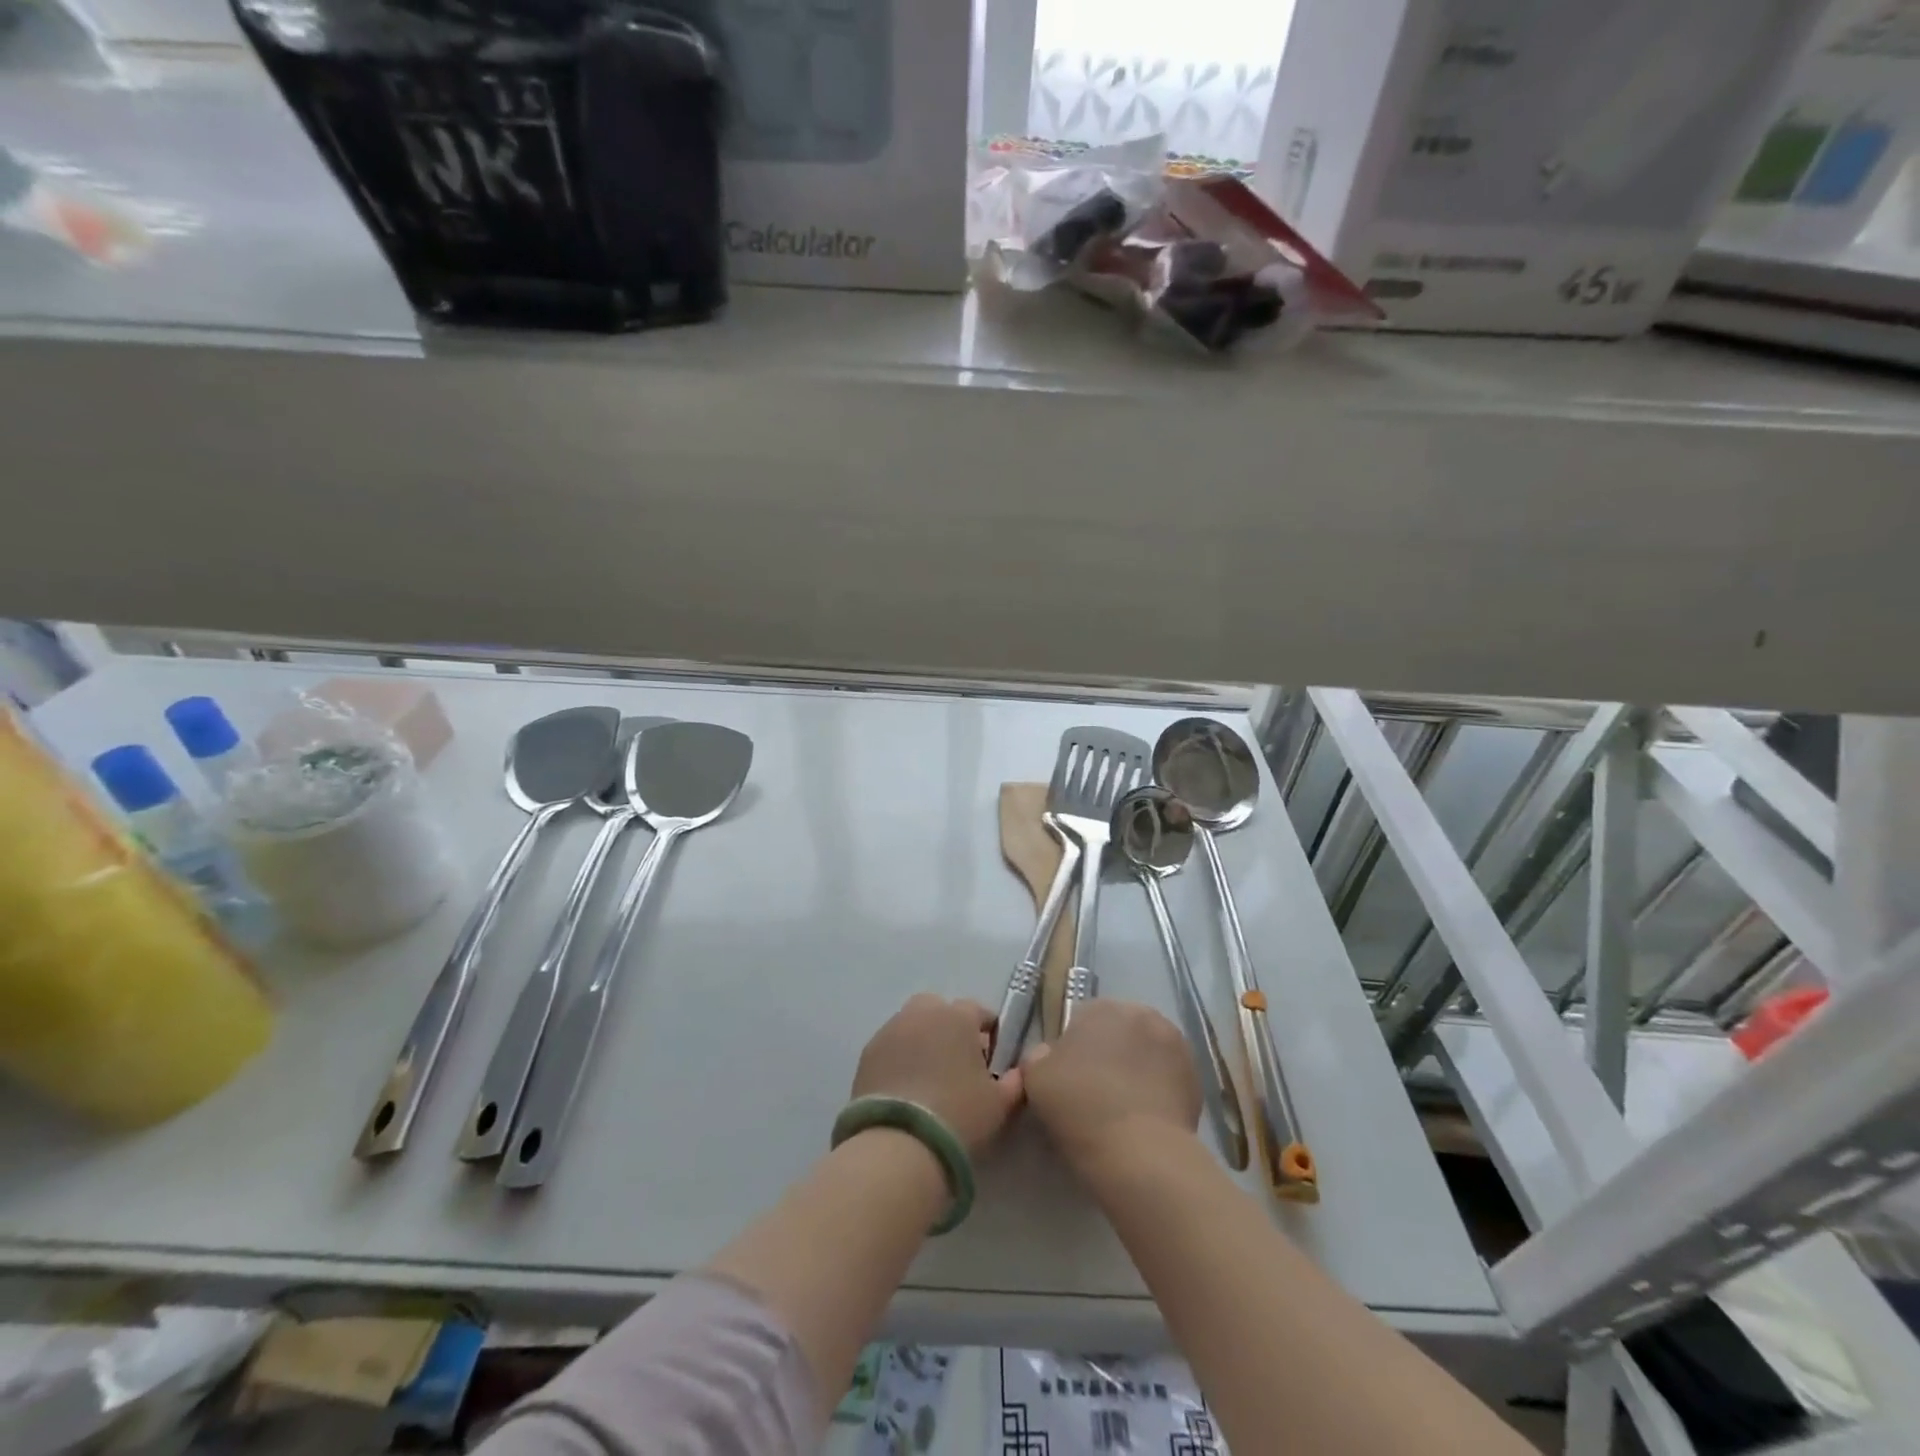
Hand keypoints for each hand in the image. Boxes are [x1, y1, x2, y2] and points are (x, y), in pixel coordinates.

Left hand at [852, 995, 1024, 1156]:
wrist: (900, 1143)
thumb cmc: (959, 1115)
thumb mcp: (1000, 1104)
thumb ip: (1014, 1082)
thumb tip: (1018, 1073)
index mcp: (957, 1016)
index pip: (978, 1011)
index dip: (988, 1032)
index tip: (991, 1058)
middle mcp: (922, 1013)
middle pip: (939, 1010)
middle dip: (949, 1028)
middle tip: (957, 1063)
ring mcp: (890, 1030)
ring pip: (912, 1025)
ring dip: (922, 1040)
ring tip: (929, 1077)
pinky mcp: (867, 1053)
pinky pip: (891, 1046)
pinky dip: (899, 1058)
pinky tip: (906, 1089)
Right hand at [1023, 999, 1200, 1172]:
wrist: (1140, 1152)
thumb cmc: (1080, 1106)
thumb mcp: (1036, 1077)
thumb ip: (1039, 1056)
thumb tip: (1049, 1056)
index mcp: (1103, 1006)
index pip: (1081, 1020)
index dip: (1072, 1050)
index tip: (1068, 1080)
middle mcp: (1142, 1013)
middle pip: (1118, 1032)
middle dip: (1108, 1054)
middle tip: (1094, 1093)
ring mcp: (1175, 1044)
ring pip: (1145, 1053)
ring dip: (1135, 1069)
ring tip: (1123, 1108)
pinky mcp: (1197, 1077)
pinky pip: (1167, 1078)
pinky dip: (1157, 1090)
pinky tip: (1145, 1118)